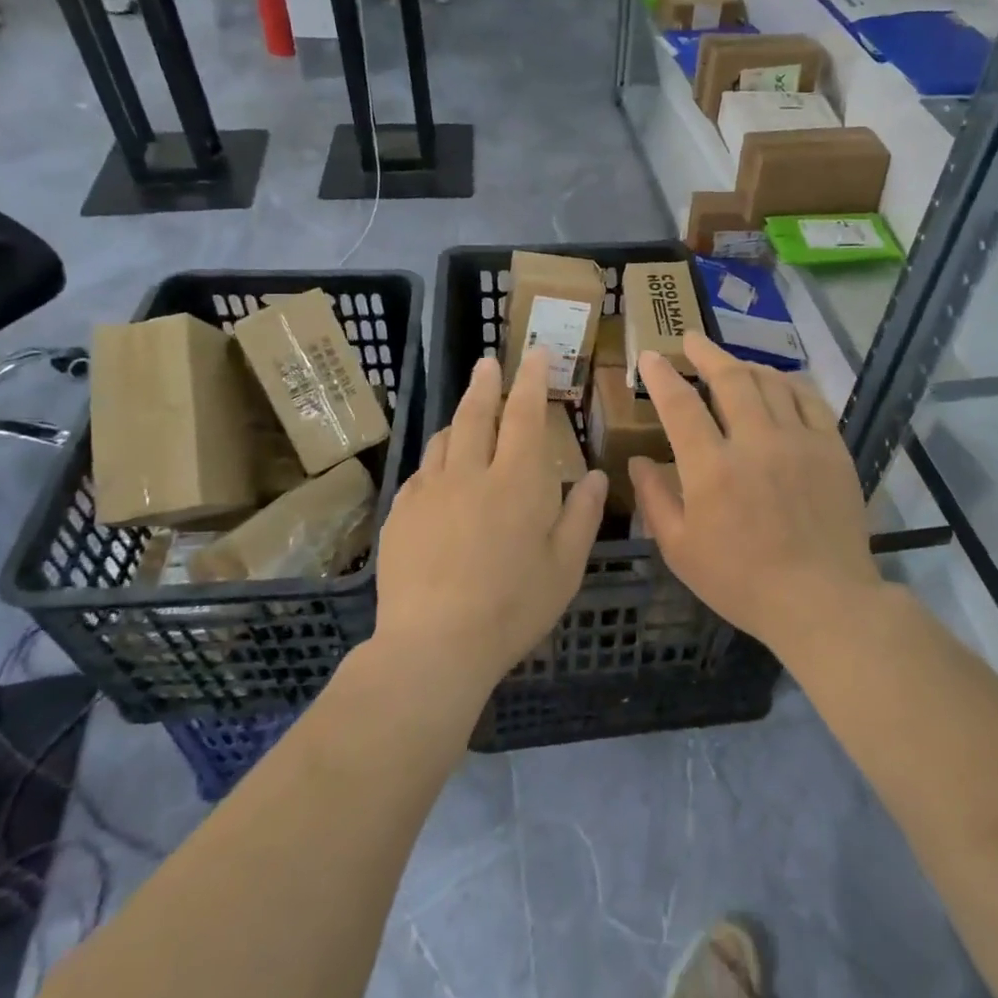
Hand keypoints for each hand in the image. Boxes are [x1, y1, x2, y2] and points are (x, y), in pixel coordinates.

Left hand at [373, 350, 607, 699]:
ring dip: (457, 420)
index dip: (531, 380)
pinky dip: (435, 462)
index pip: (525, 414)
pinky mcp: (400, 514)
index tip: (534, 352)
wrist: (434, 645)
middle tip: (488, 363)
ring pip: (443, 440)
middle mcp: (470, 473)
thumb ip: (582, 516)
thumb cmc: (512, 607)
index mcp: (517, 481)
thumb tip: (597, 475)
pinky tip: (438, 475)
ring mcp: (428, 492)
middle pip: (475, 414)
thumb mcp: (565, 567)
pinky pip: (420, 474)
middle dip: (485, 384)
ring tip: (465, 415)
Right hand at [630, 334, 879, 653]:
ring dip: (745, 364)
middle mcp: (755, 442)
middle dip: (706, 353)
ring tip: (730, 362)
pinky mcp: (831, 448)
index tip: (650, 356)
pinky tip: (779, 380)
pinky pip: (810, 398)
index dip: (661, 375)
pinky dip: (789, 382)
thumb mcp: (680, 551)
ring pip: (770, 382)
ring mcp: (799, 441)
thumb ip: (655, 500)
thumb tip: (639, 461)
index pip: (681, 404)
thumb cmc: (742, 582)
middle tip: (690, 339)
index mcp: (712, 469)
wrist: (822, 600)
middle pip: (730, 378)